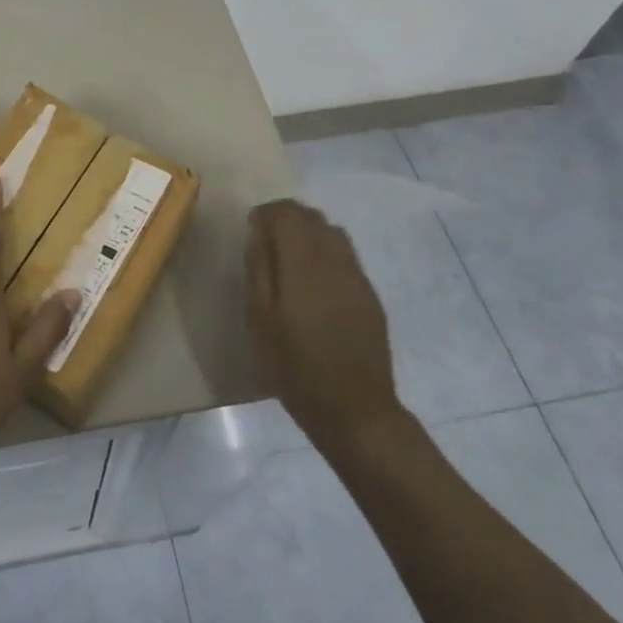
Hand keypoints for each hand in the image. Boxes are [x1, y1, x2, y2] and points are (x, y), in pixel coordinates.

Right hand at [245, 199, 404, 444]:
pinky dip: (326, 254)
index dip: (267, 213)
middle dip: (288, 219)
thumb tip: (258, 235)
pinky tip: (315, 284)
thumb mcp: (259, 320)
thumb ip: (258, 270)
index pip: (287, 213)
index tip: (252, 229)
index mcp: (303, 264)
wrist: (354, 409)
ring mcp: (357, 277)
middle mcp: (334, 260)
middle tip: (268, 242)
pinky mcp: (370, 295)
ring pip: (333, 232)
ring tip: (292, 260)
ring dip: (309, 234)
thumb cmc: (294, 366)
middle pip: (312, 216)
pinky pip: (346, 256)